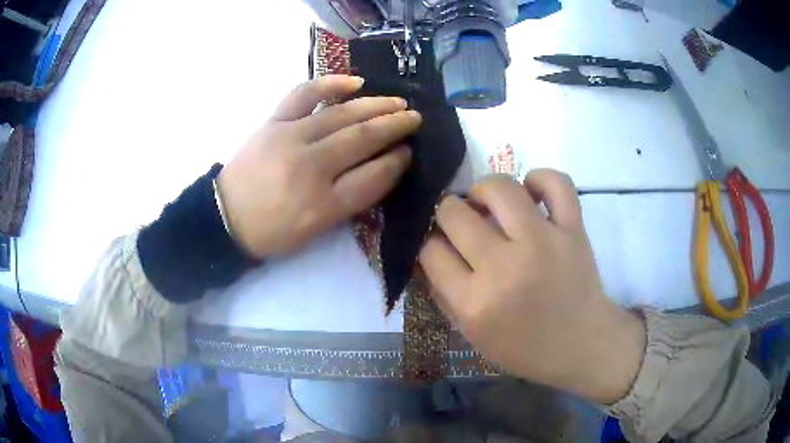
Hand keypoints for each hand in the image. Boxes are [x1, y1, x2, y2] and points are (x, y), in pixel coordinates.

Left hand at [218, 75, 420, 257]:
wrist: (225, 217)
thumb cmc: (273, 231)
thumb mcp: (316, 229)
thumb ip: (350, 200)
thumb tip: (381, 166)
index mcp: (322, 205)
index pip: (373, 177)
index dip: (397, 162)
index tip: (409, 151)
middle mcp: (310, 168)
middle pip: (363, 139)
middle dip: (395, 126)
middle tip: (415, 118)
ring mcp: (289, 139)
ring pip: (342, 115)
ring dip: (376, 105)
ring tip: (398, 101)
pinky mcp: (272, 123)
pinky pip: (303, 94)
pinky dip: (330, 84)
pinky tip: (355, 82)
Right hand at [419, 171, 645, 403]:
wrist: (582, 344)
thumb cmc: (525, 348)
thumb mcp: (472, 335)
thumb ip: (443, 295)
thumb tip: (428, 252)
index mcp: (474, 302)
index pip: (430, 250)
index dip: (429, 242)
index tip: (439, 243)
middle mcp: (504, 267)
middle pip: (454, 213)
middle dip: (448, 213)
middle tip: (461, 220)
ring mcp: (542, 243)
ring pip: (499, 188)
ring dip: (484, 190)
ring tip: (489, 202)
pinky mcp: (573, 229)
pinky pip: (555, 182)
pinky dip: (539, 179)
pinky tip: (531, 192)